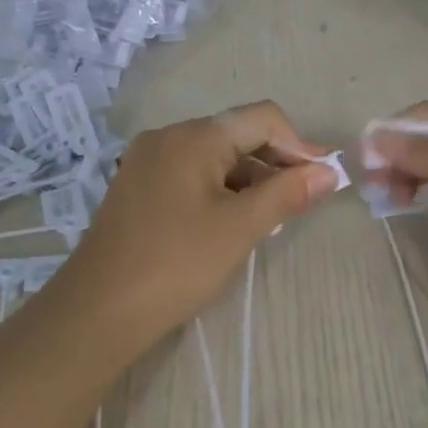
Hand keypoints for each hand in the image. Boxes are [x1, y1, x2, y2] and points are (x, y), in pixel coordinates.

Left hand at [49, 102, 339, 352]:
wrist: (98, 309)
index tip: (320, 180)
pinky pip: (191, 174)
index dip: (298, 145)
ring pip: (214, 156)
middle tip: (303, 200)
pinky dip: (220, 189)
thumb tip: (329, 172)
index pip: (262, 118)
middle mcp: (168, 136)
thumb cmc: (176, 264)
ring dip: (249, 178)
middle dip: (275, 162)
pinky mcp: (138, 186)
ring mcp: (148, 161)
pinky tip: (234, 220)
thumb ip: (287, 194)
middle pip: (237, 133)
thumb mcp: (240, 228)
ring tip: (273, 216)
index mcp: (193, 136)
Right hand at [365, 100, 427, 332]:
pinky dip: (411, 195)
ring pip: (424, 169)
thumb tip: (374, 138)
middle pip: (425, 141)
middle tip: (370, 181)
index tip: (366, 153)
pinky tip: (401, 205)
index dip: (396, 128)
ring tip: (383, 196)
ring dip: (399, 175)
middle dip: (394, 154)